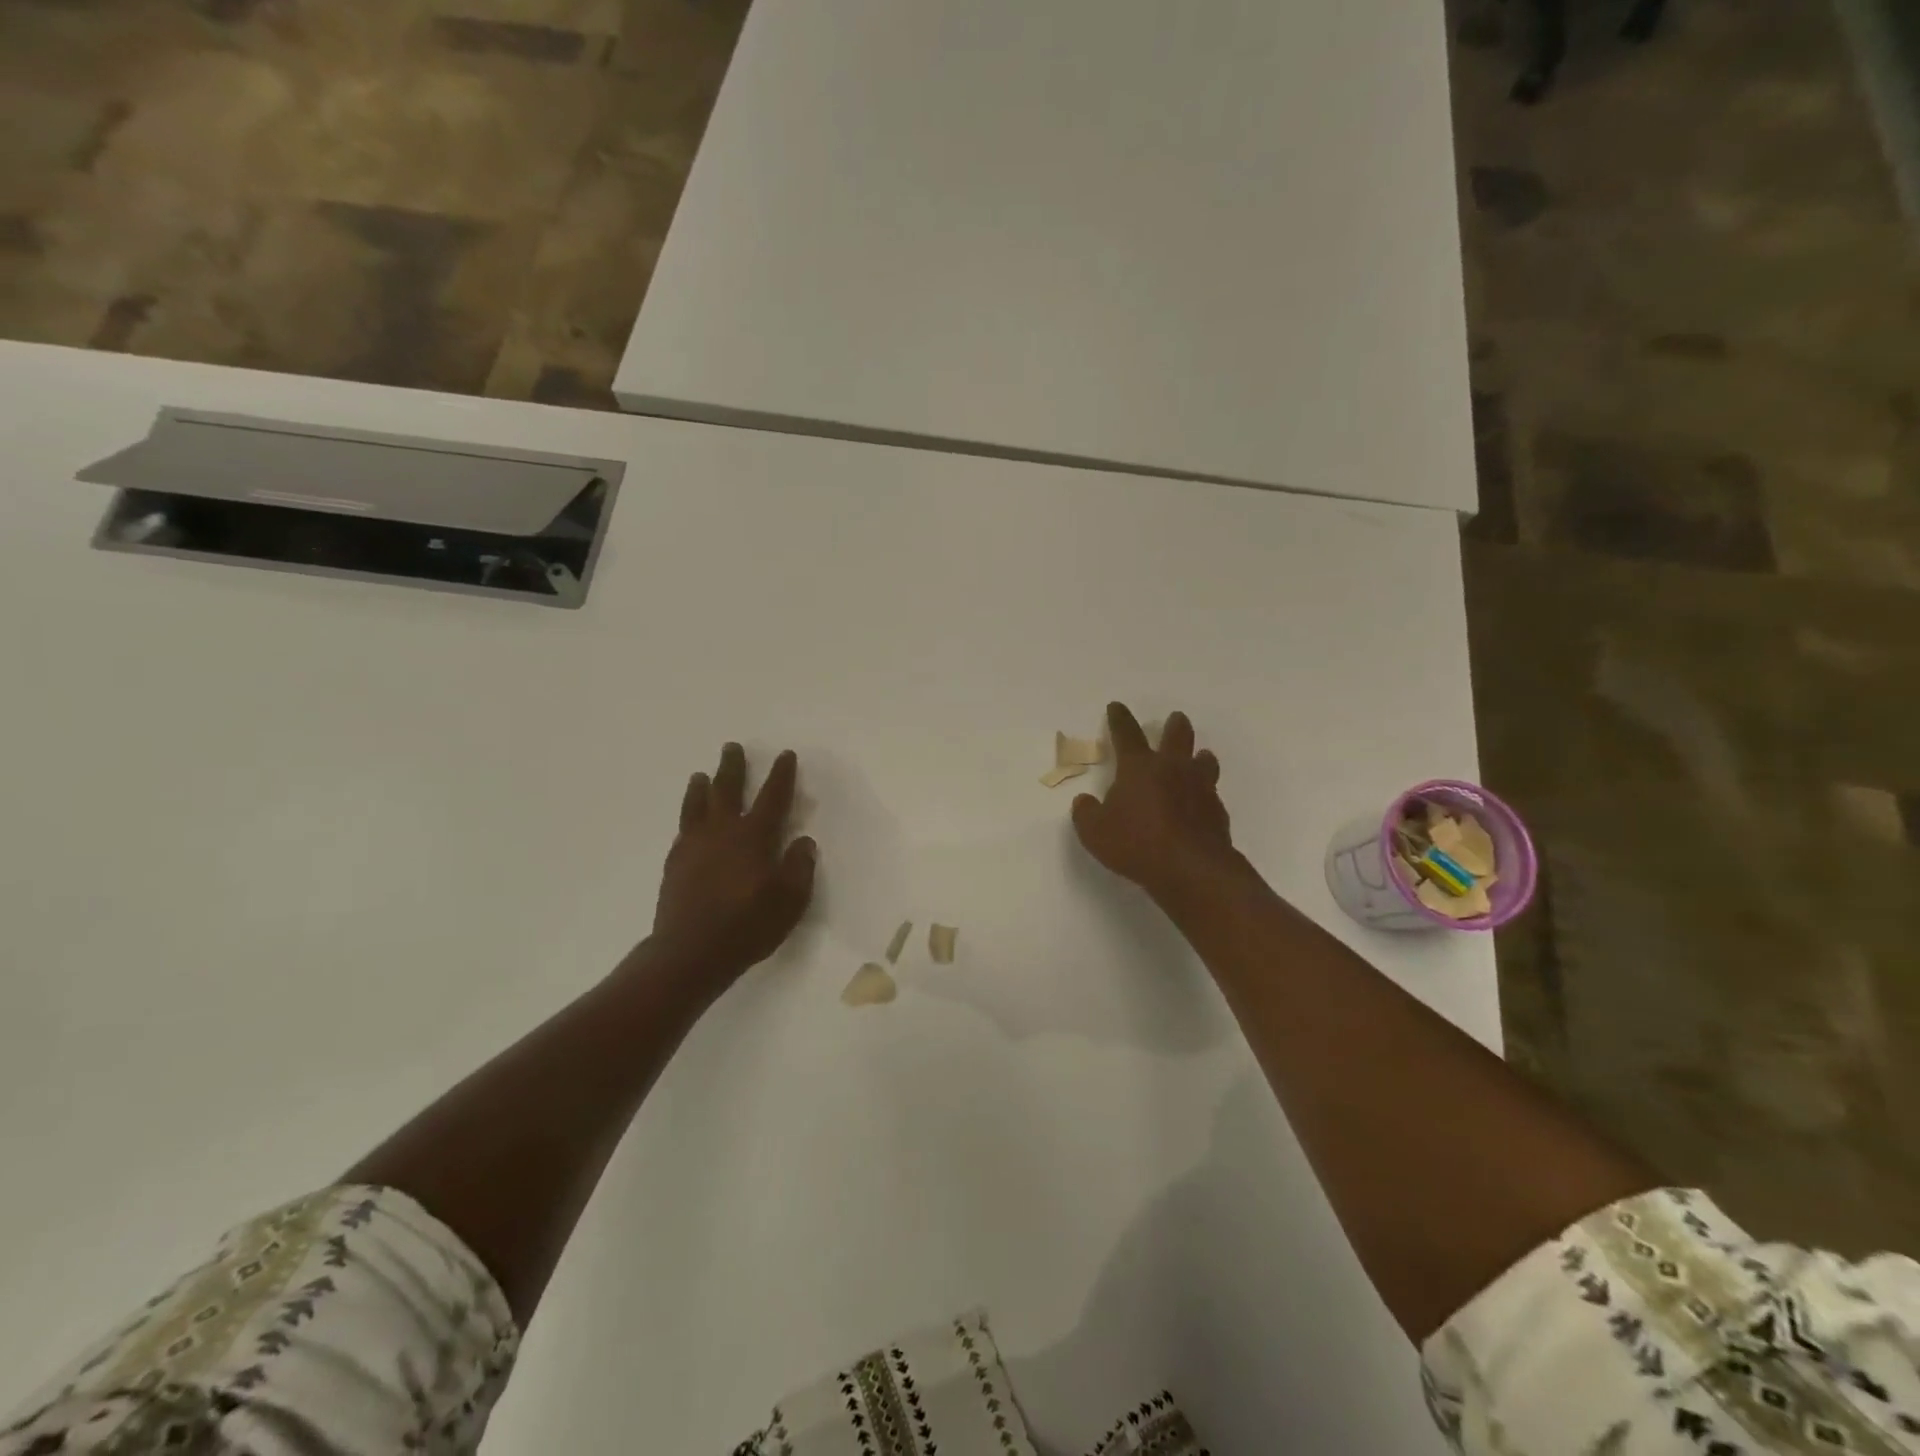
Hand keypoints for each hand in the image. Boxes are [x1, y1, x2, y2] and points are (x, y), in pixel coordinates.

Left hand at [649, 743, 816, 985]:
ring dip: (702, 786)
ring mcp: (694, 846)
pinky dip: (688, 817)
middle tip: (732, 747)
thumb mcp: (791, 900)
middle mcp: (723, 831)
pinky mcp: (675, 864)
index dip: (781, 775)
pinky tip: (689, 820)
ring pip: (697, 805)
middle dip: (733, 767)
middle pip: (727, 789)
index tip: (785, 755)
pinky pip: (683, 829)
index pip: (773, 796)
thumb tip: (803, 842)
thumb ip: (799, 867)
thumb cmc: (748, 926)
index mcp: (754, 836)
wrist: (690, 952)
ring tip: (701, 775)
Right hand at [1071, 702, 1237, 904]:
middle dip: (1174, 725)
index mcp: (1139, 767)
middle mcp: (1172, 769)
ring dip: (1199, 756)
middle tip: (1175, 719)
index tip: (1116, 706)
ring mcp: (1200, 788)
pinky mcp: (1217, 811)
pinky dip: (1205, 794)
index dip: (1119, 719)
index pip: (1126, 734)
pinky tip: (1201, 803)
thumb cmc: (1135, 843)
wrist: (1190, 868)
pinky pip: (1211, 794)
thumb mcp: (1094, 832)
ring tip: (1199, 756)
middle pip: (1177, 736)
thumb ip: (1086, 813)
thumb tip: (1084, 802)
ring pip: (1204, 761)